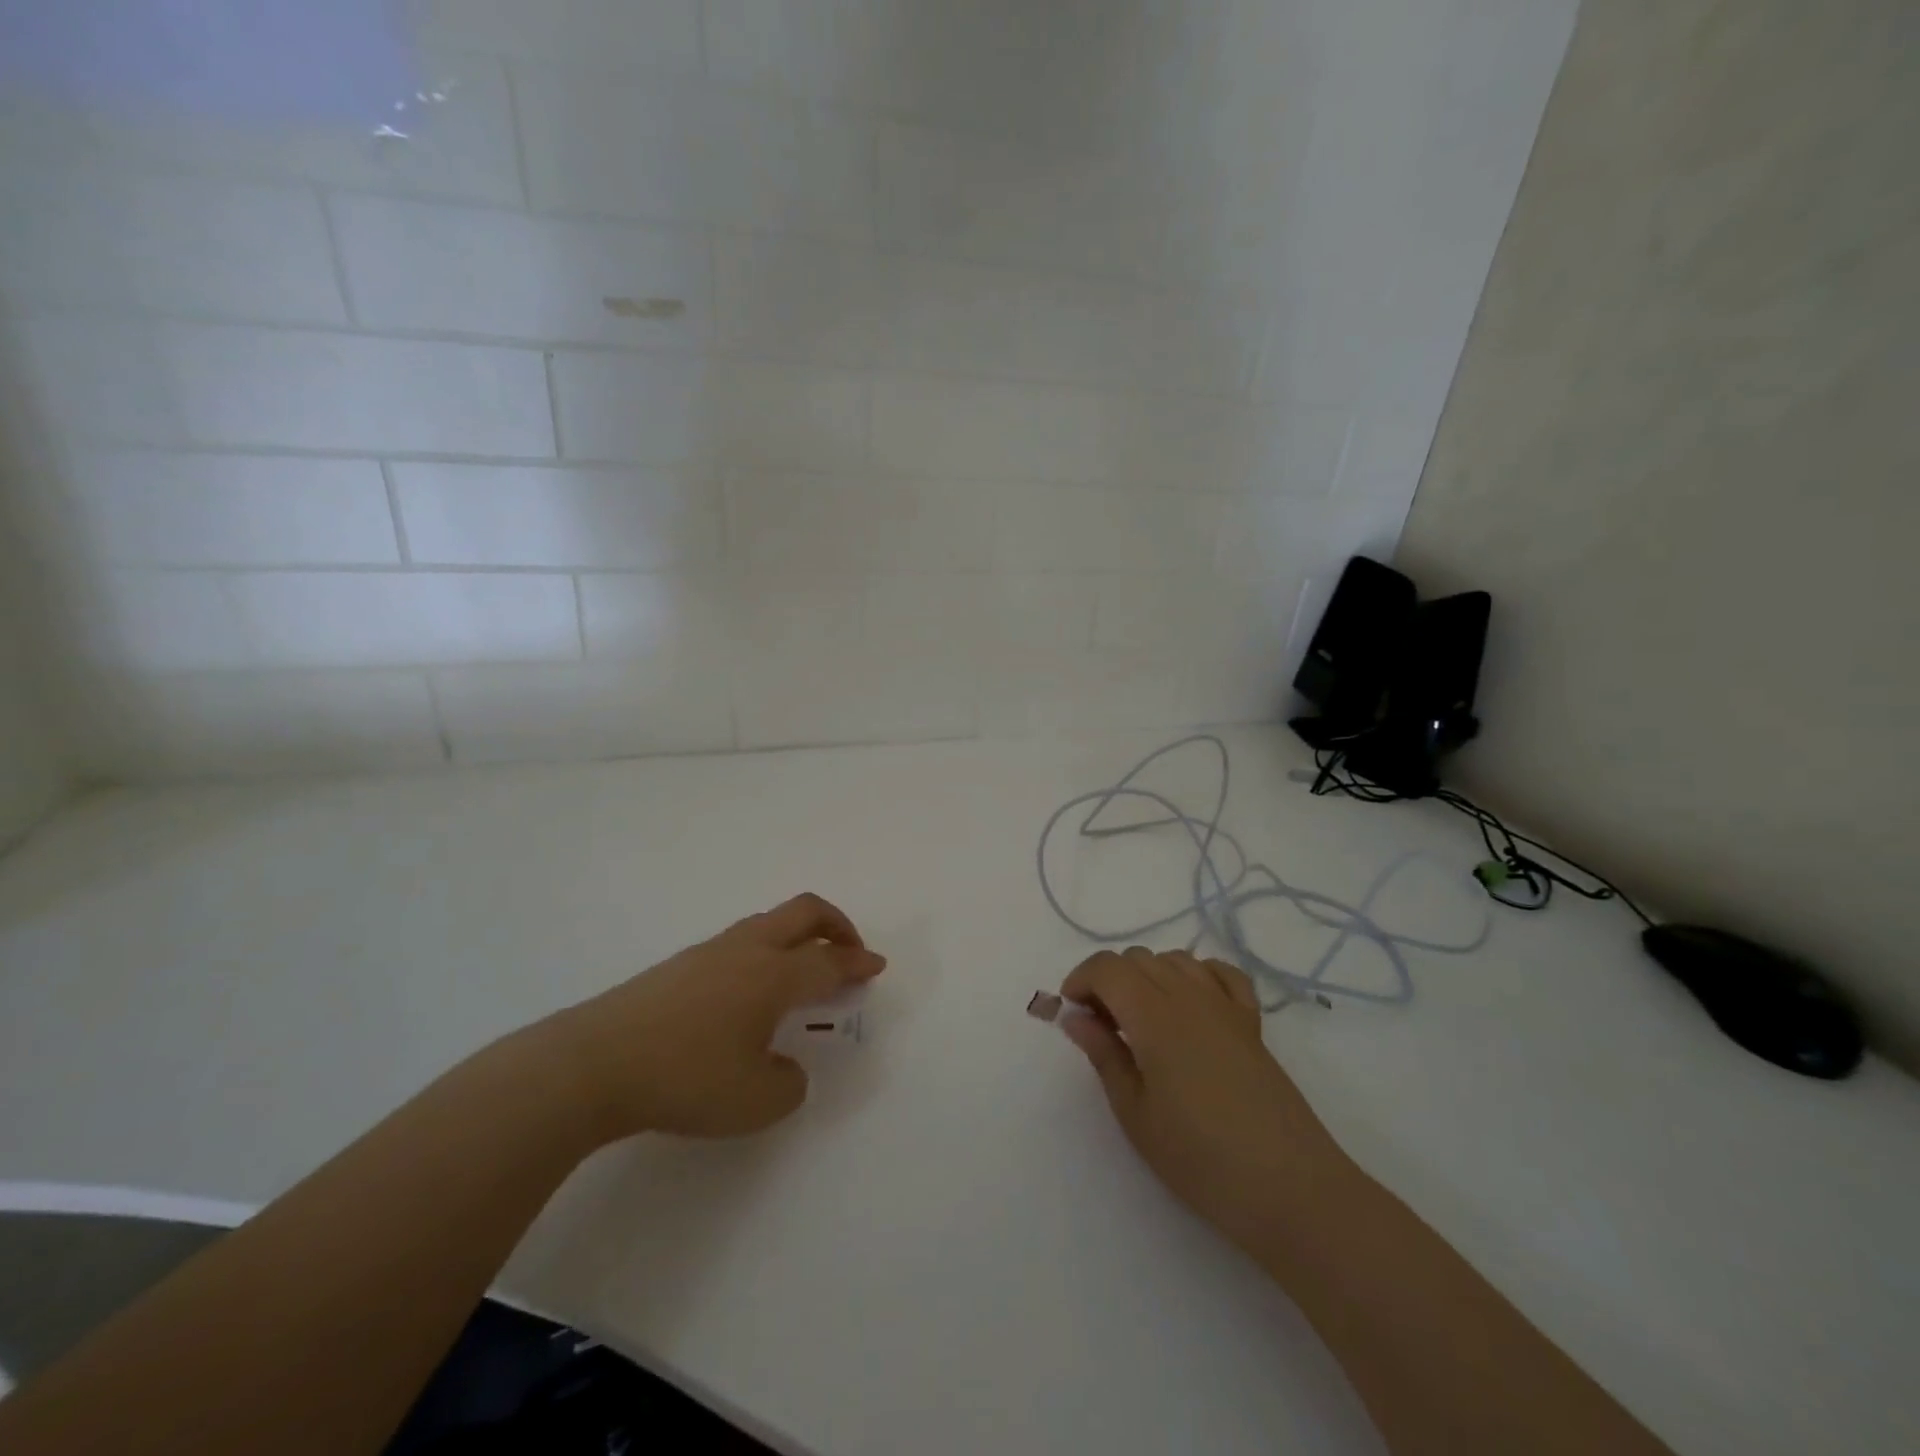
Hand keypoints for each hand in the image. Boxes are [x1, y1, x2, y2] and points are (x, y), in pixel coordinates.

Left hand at [540, 893, 885, 1142]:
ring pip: (769, 922)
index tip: (876, 965)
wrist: (594, 1064)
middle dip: (836, 925)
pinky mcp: (680, 965)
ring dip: (798, 936)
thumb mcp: (756, 1102)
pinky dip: (765, 952)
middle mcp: (748, 951)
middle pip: (804, 912)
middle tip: (849, 950)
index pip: (829, 961)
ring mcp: (710, 952)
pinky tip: (750, 990)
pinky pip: (740, 941)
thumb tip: (786, 1068)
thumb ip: (789, 1085)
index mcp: (775, 976)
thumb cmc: (686, 1079)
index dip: (858, 962)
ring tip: (802, 970)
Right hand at [1059, 948, 1350, 1256]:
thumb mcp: (1135, 1113)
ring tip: (1142, 1022)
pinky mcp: (1252, 1023)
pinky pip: (1220, 974)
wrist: (1290, 1188)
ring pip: (1175, 960)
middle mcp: (1188, 995)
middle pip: (1137, 958)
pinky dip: (1196, 976)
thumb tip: (1074, 1016)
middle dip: (1109, 982)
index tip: (1072, 1016)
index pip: (1107, 967)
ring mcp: (1225, 1006)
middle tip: (1102, 1029)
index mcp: (1153, 1014)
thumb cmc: (1200, 1158)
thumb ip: (1103, 1054)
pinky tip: (1189, 1007)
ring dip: (1147, 977)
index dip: (1080, 980)